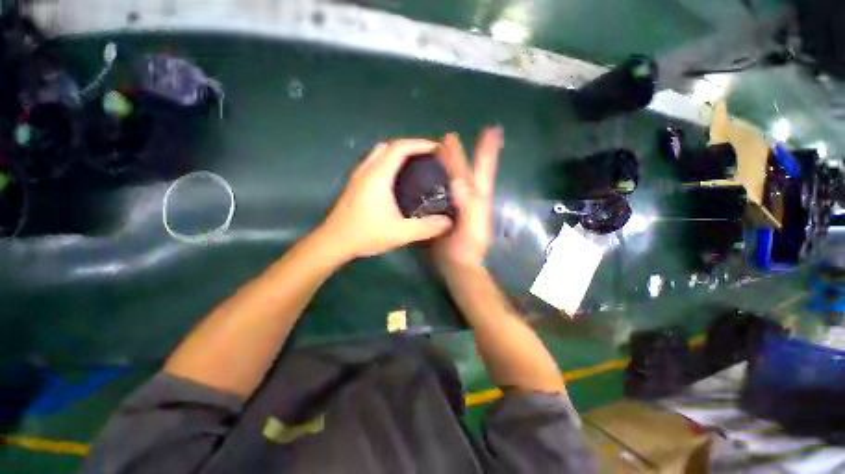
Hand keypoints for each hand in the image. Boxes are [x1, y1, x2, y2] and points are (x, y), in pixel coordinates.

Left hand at [319, 139, 453, 259]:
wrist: (334, 242)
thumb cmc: (366, 234)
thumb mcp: (400, 233)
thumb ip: (426, 227)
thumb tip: (448, 222)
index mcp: (378, 176)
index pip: (399, 148)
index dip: (420, 144)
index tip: (436, 149)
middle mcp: (367, 169)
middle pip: (389, 146)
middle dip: (410, 147)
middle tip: (427, 158)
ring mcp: (358, 176)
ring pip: (379, 153)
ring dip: (397, 153)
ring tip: (414, 166)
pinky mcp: (355, 184)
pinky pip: (374, 162)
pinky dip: (388, 162)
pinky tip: (396, 180)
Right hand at [433, 127, 502, 269]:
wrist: (458, 264)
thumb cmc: (467, 247)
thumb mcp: (472, 226)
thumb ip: (468, 205)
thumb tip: (458, 180)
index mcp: (479, 197)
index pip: (483, 169)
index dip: (486, 149)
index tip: (491, 130)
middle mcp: (470, 197)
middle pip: (470, 171)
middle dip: (466, 153)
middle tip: (455, 136)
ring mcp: (458, 204)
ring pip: (456, 179)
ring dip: (451, 164)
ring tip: (441, 149)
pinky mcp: (446, 211)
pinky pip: (443, 191)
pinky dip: (439, 180)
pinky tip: (430, 175)